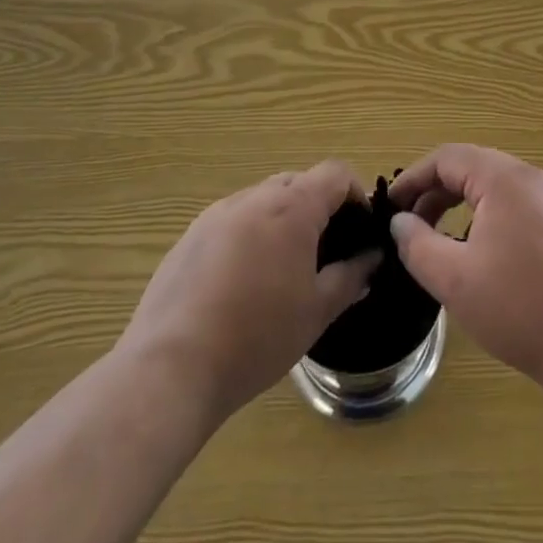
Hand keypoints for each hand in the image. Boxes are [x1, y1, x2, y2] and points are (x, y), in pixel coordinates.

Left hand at [119, 162, 379, 421]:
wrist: (171, 369)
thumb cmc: (257, 337)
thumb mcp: (317, 311)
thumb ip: (351, 276)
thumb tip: (372, 257)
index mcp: (292, 206)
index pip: (335, 173)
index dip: (355, 194)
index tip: (360, 231)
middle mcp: (254, 197)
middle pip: (299, 182)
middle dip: (319, 207)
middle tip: (325, 253)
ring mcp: (217, 214)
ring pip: (263, 200)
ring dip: (282, 220)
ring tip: (283, 271)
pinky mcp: (189, 236)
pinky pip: (232, 220)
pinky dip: (249, 236)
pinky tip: (242, 284)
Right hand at [387, 145, 542, 398]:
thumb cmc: (522, 308)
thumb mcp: (455, 279)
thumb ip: (418, 245)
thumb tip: (400, 223)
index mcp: (504, 178)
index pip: (447, 157)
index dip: (413, 178)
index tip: (389, 206)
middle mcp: (532, 178)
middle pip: (473, 168)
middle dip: (436, 192)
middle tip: (410, 227)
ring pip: (497, 189)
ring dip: (462, 207)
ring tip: (441, 242)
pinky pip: (519, 208)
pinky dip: (489, 220)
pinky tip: (483, 258)